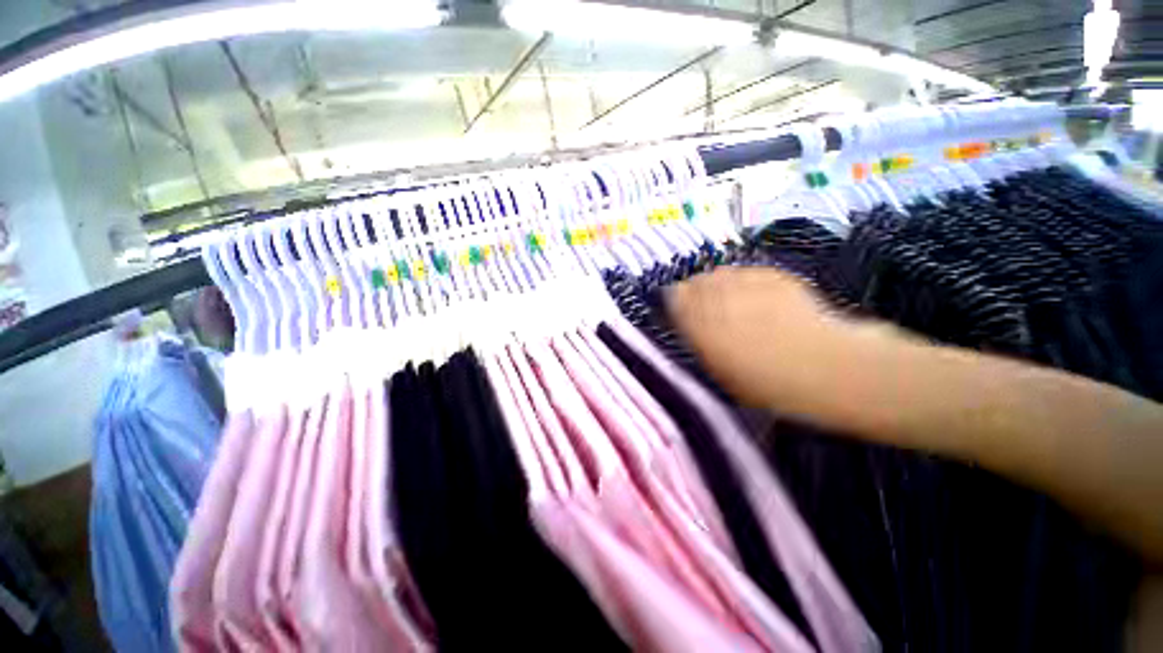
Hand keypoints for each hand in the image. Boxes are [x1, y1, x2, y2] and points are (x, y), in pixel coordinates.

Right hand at [666, 267, 854, 408]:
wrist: (823, 366)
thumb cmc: (764, 381)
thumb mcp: (719, 369)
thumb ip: (699, 341)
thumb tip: (687, 324)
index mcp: (700, 322)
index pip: (674, 299)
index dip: (676, 302)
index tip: (679, 309)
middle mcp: (718, 296)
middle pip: (695, 282)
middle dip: (694, 291)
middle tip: (702, 303)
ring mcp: (746, 282)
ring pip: (719, 273)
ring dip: (717, 283)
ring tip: (726, 296)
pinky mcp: (772, 275)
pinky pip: (746, 271)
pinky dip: (742, 280)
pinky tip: (751, 293)